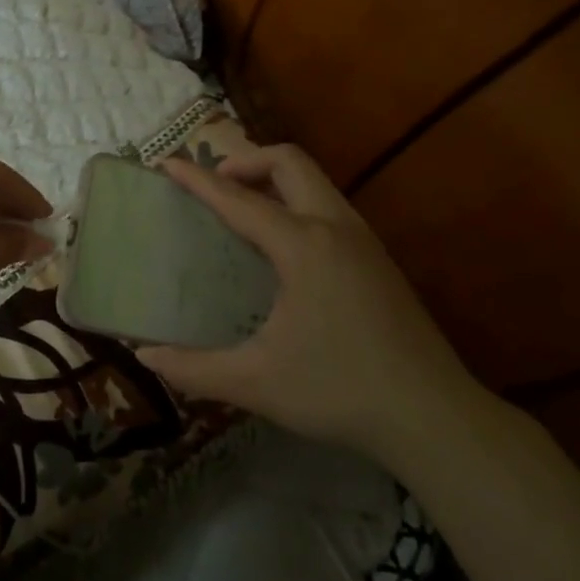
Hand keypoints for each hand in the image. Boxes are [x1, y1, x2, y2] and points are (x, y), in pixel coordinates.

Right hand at [138, 143, 486, 455]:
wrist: (434, 418)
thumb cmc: (339, 391)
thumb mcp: (256, 383)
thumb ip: (193, 369)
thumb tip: (145, 356)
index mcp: (303, 246)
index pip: (239, 200)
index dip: (197, 180)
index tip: (165, 164)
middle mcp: (336, 229)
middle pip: (289, 163)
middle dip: (245, 162)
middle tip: (213, 189)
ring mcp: (364, 242)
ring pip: (315, 182)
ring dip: (274, 180)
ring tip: (241, 212)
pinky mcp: (379, 261)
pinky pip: (329, 207)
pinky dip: (296, 203)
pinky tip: (282, 251)